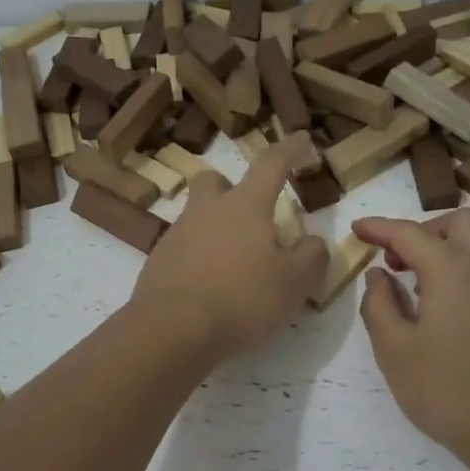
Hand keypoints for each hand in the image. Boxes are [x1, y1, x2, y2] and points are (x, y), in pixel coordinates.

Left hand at [130, 135, 329, 361]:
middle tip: (250, 215)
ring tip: (235, 265)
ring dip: (215, 229)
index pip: (271, 164)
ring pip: (196, 217)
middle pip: (214, 181)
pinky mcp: (157, 263)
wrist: (172, 330)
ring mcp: (176, 236)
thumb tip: (312, 243)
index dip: (291, 150)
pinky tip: (210, 289)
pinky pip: (182, 250)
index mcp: (244, 206)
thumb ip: (311, 256)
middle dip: (232, 187)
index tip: (304, 141)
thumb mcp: (295, 282)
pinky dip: (198, 260)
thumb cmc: (242, 299)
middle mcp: (206, 211)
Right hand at [353, 210, 469, 456]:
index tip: (358, 230)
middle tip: (400, 262)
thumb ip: (379, 303)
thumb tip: (379, 275)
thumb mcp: (393, 350)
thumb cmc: (445, 391)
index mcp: (451, 269)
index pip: (408, 233)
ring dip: (456, 246)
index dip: (379, 227)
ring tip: (432, 282)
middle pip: (458, 222)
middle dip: (424, 231)